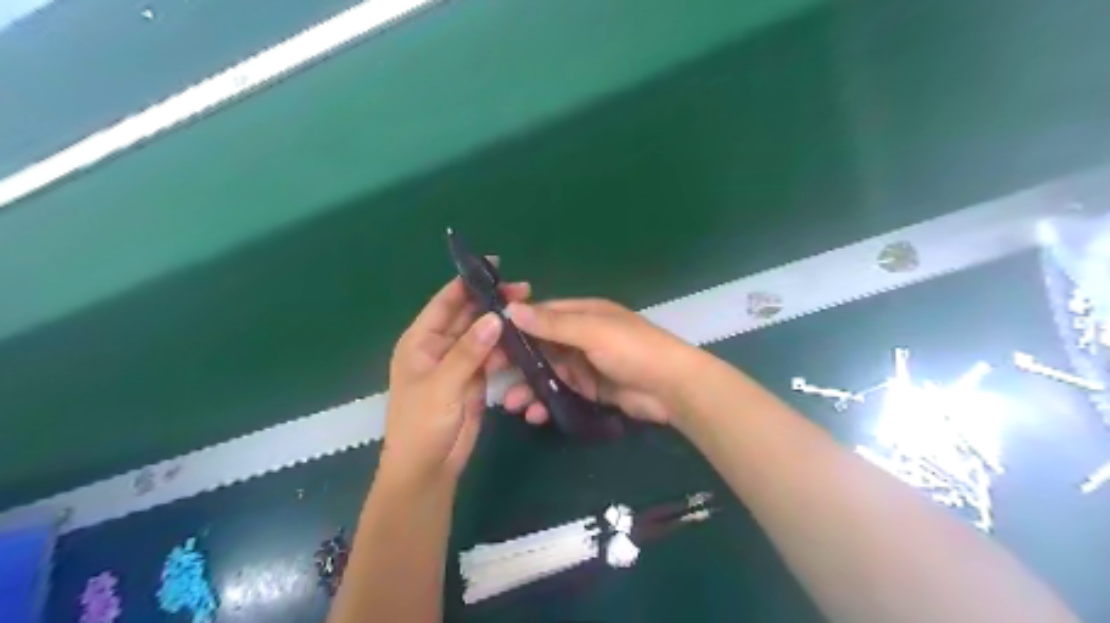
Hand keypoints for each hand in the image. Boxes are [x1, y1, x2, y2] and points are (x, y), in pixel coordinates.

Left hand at [386, 278, 529, 485]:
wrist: (428, 468)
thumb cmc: (421, 424)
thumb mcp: (442, 385)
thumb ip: (468, 351)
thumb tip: (495, 318)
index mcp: (421, 340)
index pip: (446, 302)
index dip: (468, 283)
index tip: (497, 267)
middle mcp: (439, 346)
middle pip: (468, 315)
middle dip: (493, 302)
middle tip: (526, 291)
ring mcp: (459, 363)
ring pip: (483, 335)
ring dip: (503, 325)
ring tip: (531, 314)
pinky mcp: (474, 379)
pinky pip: (492, 356)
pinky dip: (507, 348)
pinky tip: (526, 341)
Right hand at [502, 300, 700, 424]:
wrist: (672, 388)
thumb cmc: (633, 350)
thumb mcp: (592, 331)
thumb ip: (553, 323)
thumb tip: (511, 309)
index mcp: (582, 314)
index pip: (541, 316)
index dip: (515, 328)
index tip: (488, 343)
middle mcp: (580, 337)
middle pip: (541, 347)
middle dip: (518, 364)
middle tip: (491, 379)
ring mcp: (585, 365)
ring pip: (548, 373)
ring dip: (529, 387)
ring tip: (511, 405)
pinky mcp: (590, 390)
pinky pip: (561, 394)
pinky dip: (546, 403)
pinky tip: (533, 415)